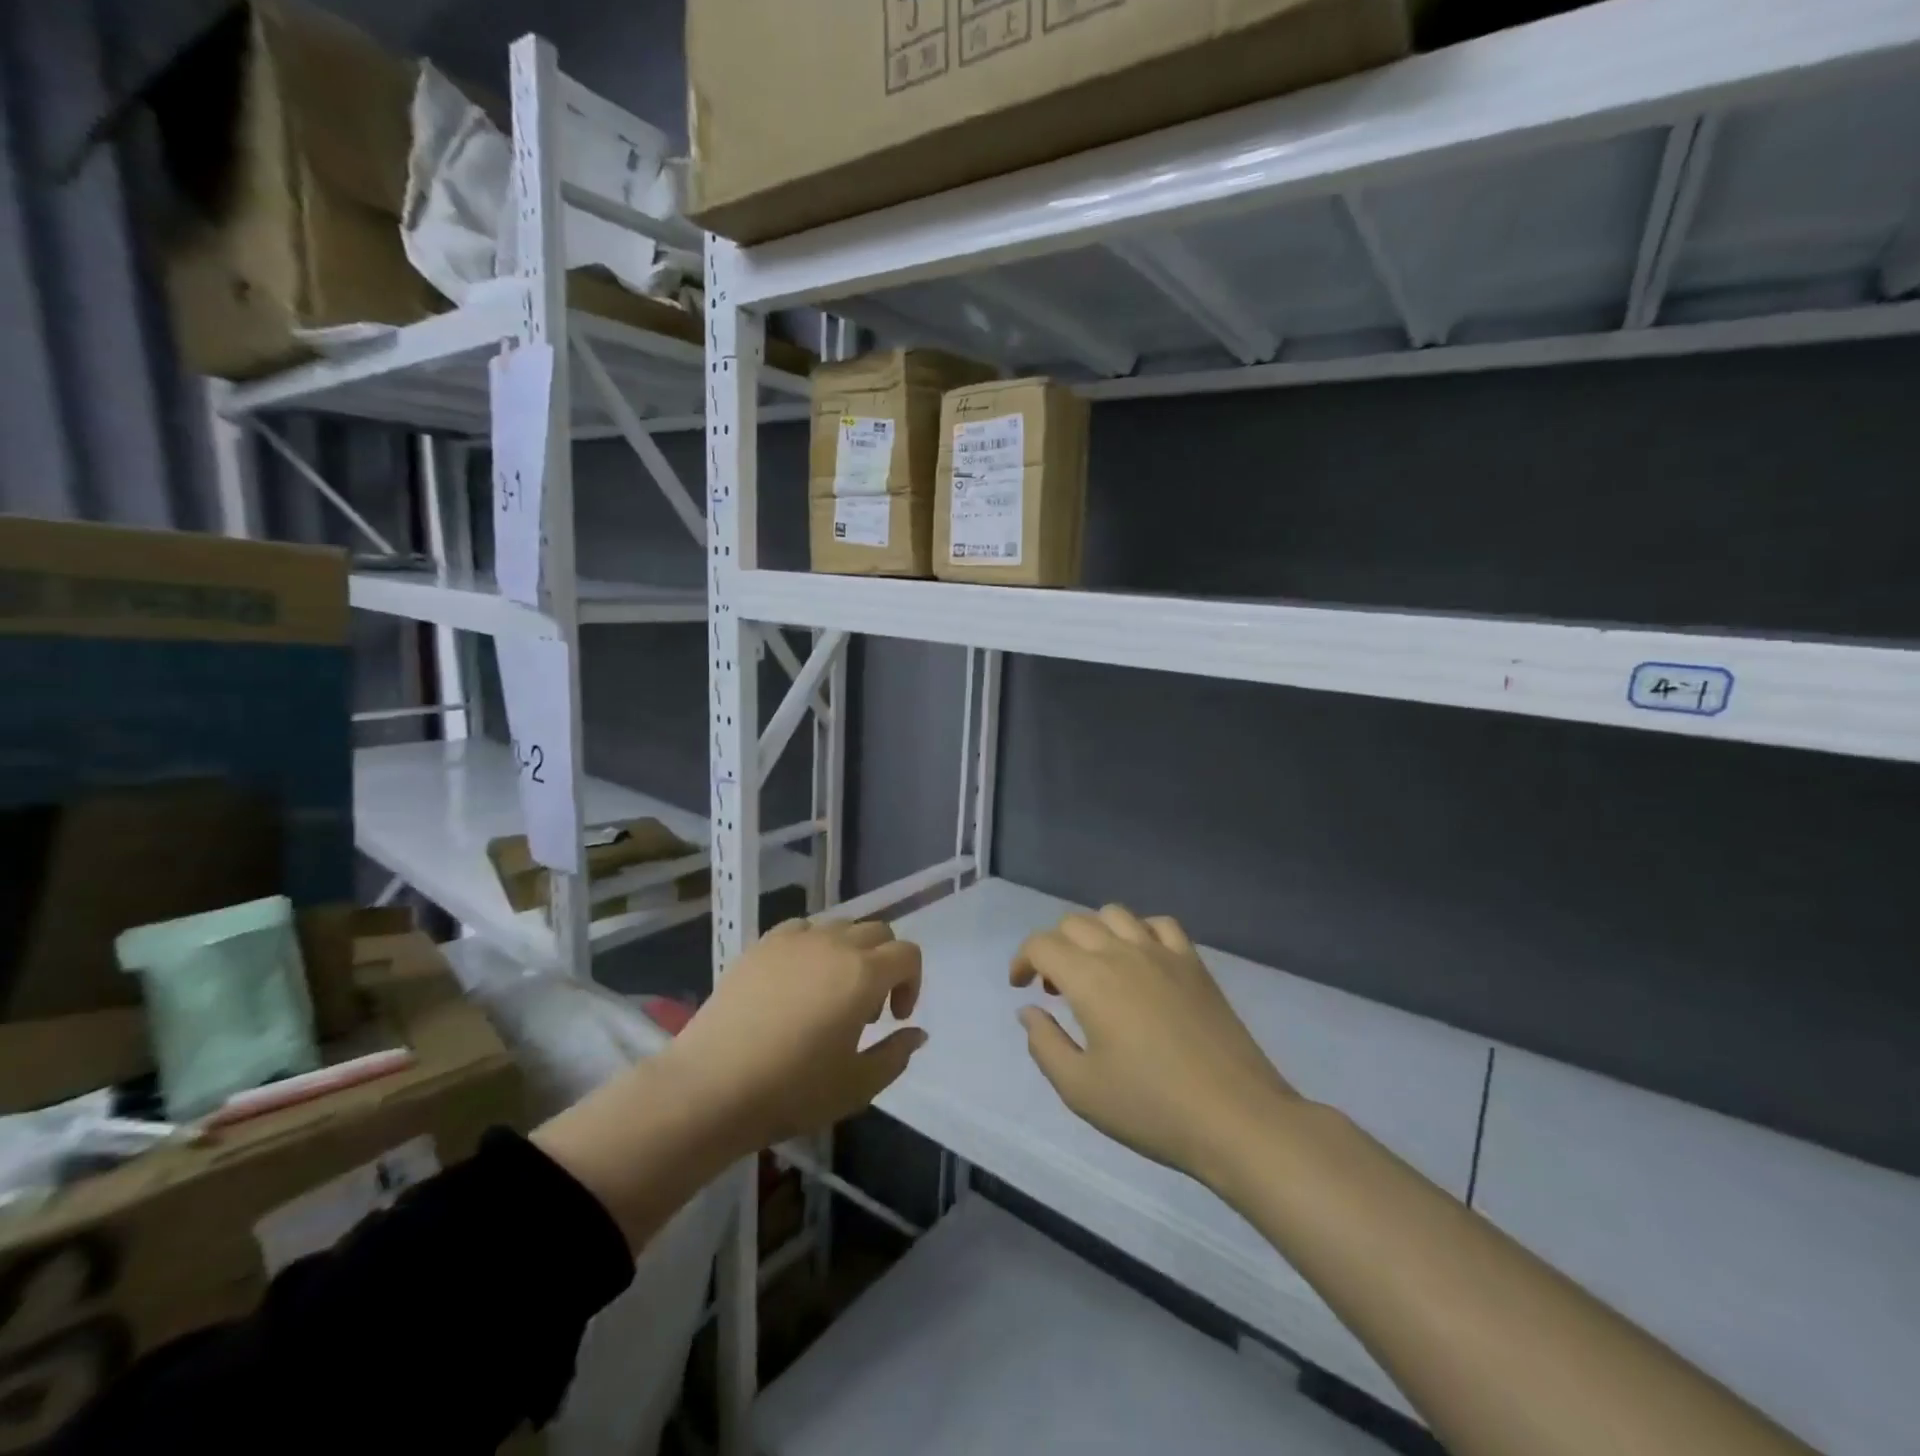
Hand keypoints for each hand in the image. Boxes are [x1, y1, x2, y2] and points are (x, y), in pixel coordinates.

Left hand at [667, 918, 925, 1155]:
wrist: (712, 1086)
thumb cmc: (792, 1090)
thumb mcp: (857, 1086)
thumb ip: (896, 1055)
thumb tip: (916, 1032)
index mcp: (864, 973)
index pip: (907, 954)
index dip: (911, 983)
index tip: (894, 1019)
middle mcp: (834, 944)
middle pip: (877, 932)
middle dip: (884, 964)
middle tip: (866, 1009)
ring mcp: (795, 940)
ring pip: (840, 926)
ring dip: (849, 952)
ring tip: (830, 994)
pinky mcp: (761, 945)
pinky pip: (801, 929)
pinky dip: (812, 946)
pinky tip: (796, 981)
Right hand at [1012, 906, 1295, 1187]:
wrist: (1235, 1118)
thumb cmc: (1151, 1108)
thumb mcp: (1080, 1089)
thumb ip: (1044, 1044)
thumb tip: (1030, 1010)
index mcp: (1090, 979)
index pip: (1042, 944)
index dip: (1023, 960)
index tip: (1021, 988)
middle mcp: (1123, 953)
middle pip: (1074, 923)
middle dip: (1054, 948)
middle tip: (1056, 990)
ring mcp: (1163, 953)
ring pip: (1115, 914)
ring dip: (1093, 933)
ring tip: (1095, 969)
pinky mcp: (1195, 964)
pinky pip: (1160, 924)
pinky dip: (1139, 931)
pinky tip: (1141, 960)